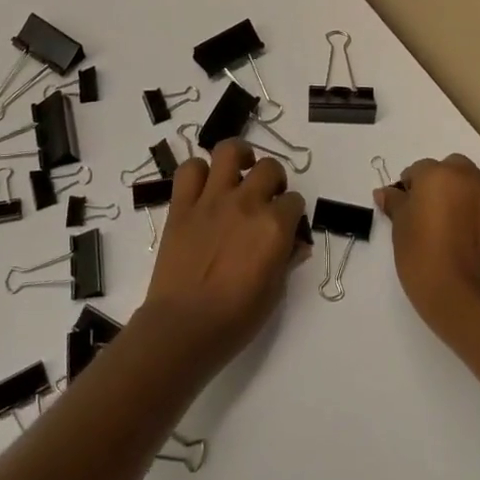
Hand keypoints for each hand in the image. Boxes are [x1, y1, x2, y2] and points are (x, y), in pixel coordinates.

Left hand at [142, 139, 306, 373]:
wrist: (183, 328)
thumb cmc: (235, 319)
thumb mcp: (274, 292)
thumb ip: (287, 259)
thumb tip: (297, 244)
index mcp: (274, 226)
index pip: (295, 201)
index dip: (292, 212)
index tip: (286, 225)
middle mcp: (247, 203)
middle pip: (270, 168)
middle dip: (274, 180)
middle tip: (266, 197)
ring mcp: (212, 200)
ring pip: (229, 151)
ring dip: (239, 156)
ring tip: (240, 169)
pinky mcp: (182, 205)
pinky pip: (190, 170)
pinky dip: (198, 172)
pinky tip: (204, 186)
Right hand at [376, 153, 479, 350]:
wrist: (468, 301)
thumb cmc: (424, 260)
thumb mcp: (400, 231)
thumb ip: (396, 204)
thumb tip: (386, 192)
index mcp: (441, 175)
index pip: (419, 170)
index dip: (410, 189)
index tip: (406, 210)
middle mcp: (472, 179)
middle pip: (453, 170)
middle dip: (441, 185)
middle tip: (430, 215)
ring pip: (476, 188)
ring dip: (464, 199)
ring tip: (453, 232)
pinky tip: (472, 247)